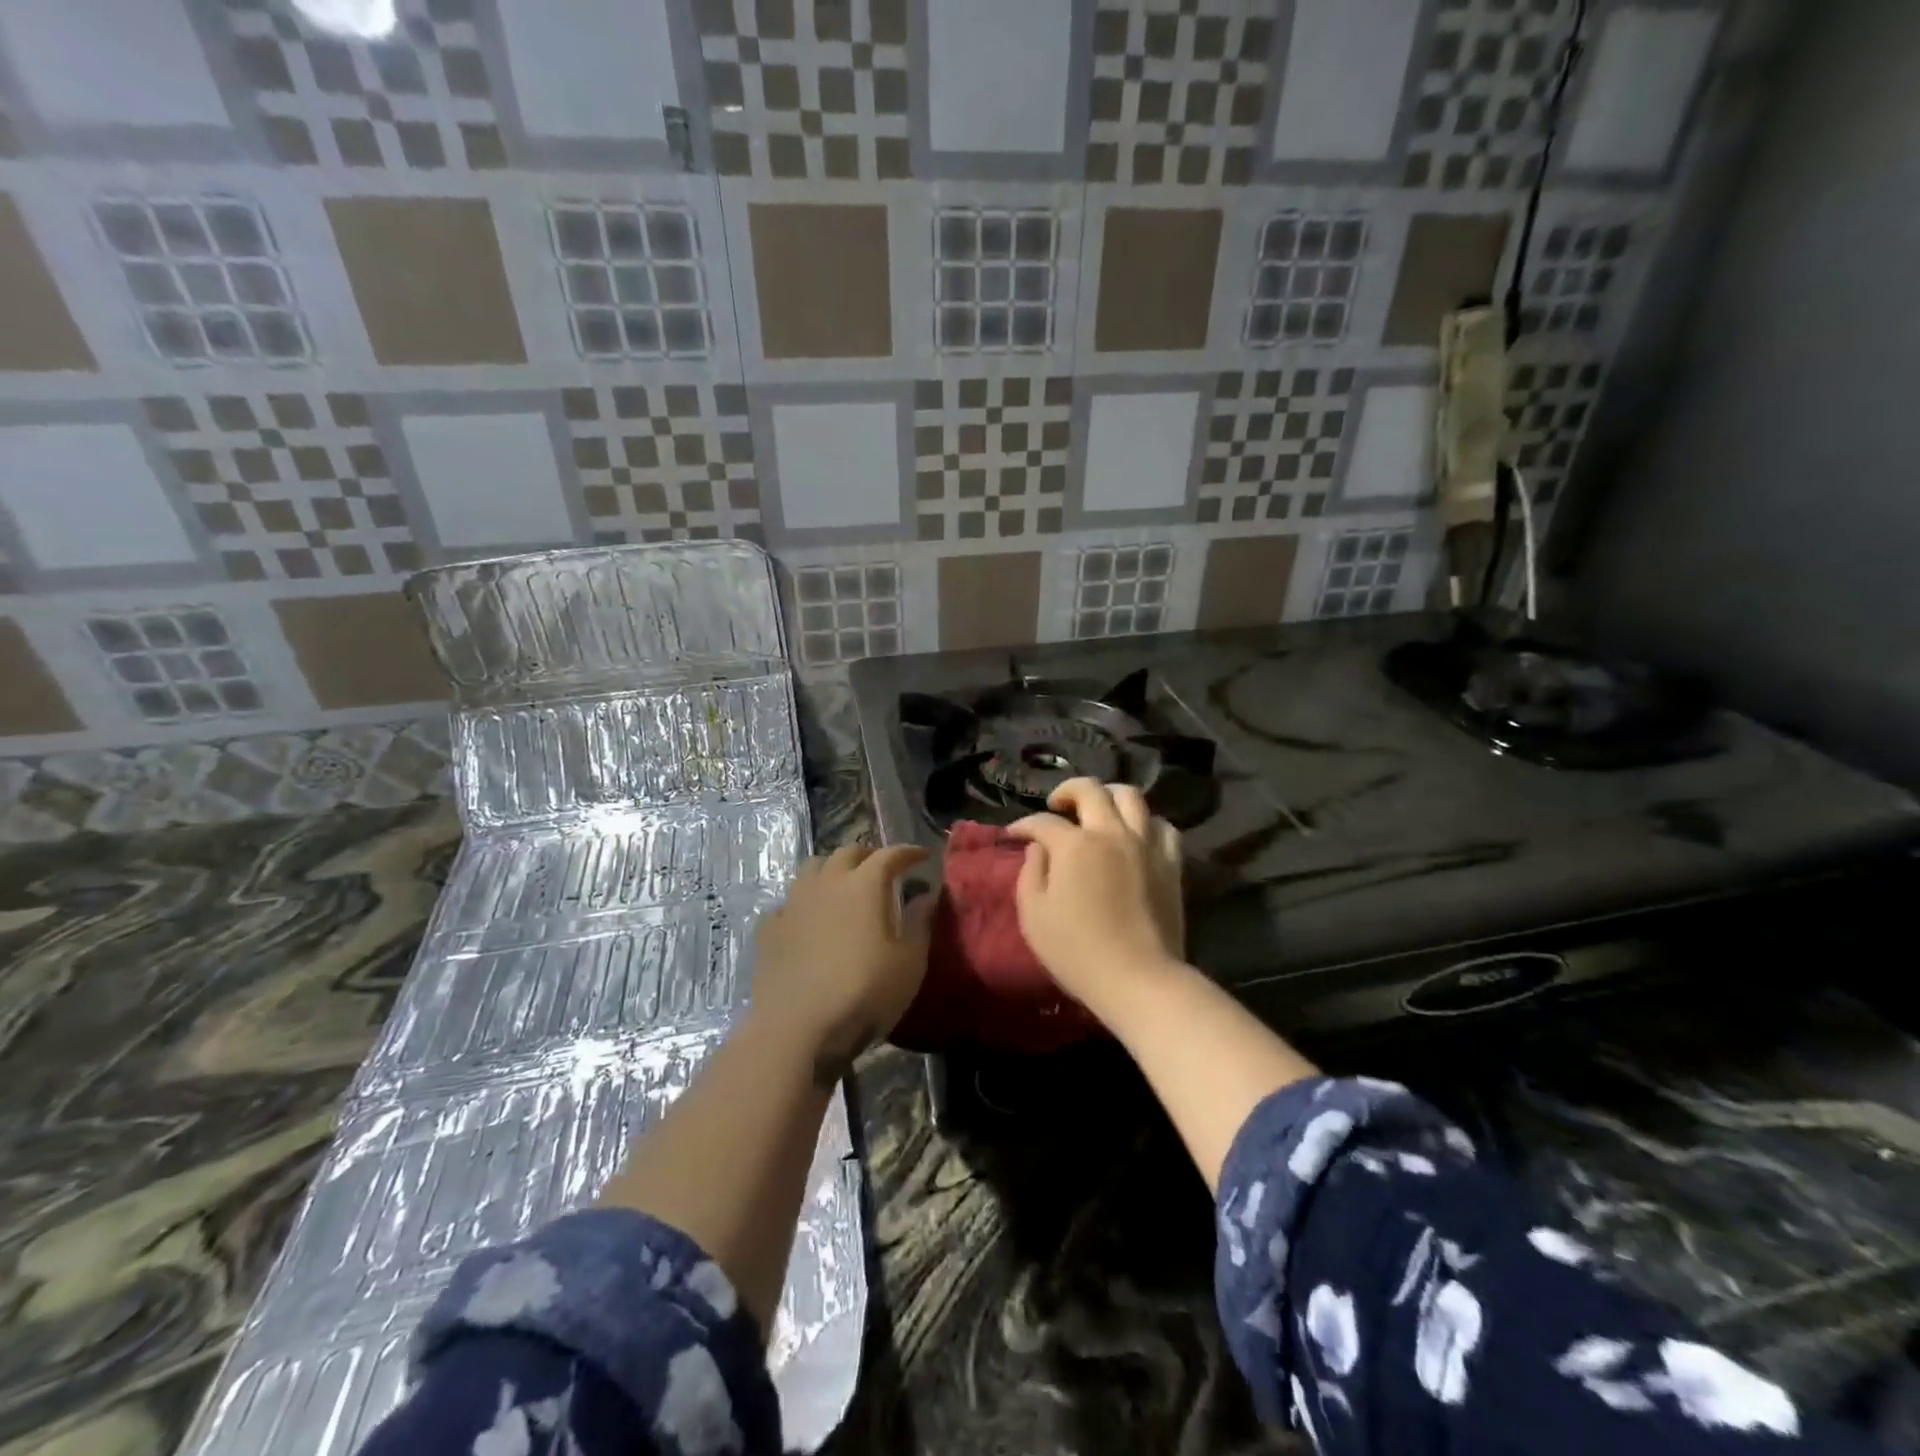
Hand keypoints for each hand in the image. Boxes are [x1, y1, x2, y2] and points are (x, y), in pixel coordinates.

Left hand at [751, 844, 931, 1082]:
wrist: (796, 1027)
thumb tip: (927, 895)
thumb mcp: (909, 963)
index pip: (890, 854)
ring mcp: (794, 903)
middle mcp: (827, 882)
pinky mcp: (770, 928)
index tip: (923, 855)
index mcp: (864, 885)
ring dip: (833, 869)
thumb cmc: (863, 993)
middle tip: (884, 869)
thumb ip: (919, 923)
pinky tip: (809, 918)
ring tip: (844, 885)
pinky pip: (789, 901)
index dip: (908, 852)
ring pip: (814, 868)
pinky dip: (805, 902)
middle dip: (870, 855)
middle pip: (848, 852)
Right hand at [1006, 779, 1184, 1016]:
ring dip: (1109, 795)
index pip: (1043, 821)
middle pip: (1090, 789)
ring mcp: (1146, 845)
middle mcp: (1111, 833)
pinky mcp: (1170, 863)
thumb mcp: (1033, 915)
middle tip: (1057, 806)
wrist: (1138, 979)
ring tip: (1098, 810)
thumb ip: (1031, 872)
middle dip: (1067, 791)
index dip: (1023, 825)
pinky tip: (1136, 835)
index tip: (1013, 834)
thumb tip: (1039, 848)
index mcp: (1074, 845)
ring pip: (1131, 797)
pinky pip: (1162, 826)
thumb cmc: (1076, 951)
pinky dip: (1146, 823)